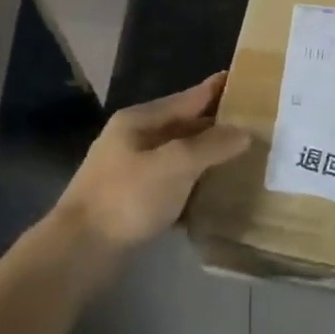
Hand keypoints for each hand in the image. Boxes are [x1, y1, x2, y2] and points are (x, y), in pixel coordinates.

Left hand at [54, 73, 248, 255]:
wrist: (78, 253)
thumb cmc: (127, 197)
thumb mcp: (175, 164)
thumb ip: (212, 145)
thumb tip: (244, 132)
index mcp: (140, 120)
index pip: (189, 97)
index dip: (218, 89)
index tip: (248, 80)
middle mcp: (134, 139)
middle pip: (184, 125)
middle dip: (217, 125)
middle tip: (256, 124)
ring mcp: (131, 171)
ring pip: (180, 156)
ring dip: (207, 156)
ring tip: (243, 157)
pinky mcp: (133, 201)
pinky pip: (172, 183)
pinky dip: (194, 184)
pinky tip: (216, 192)